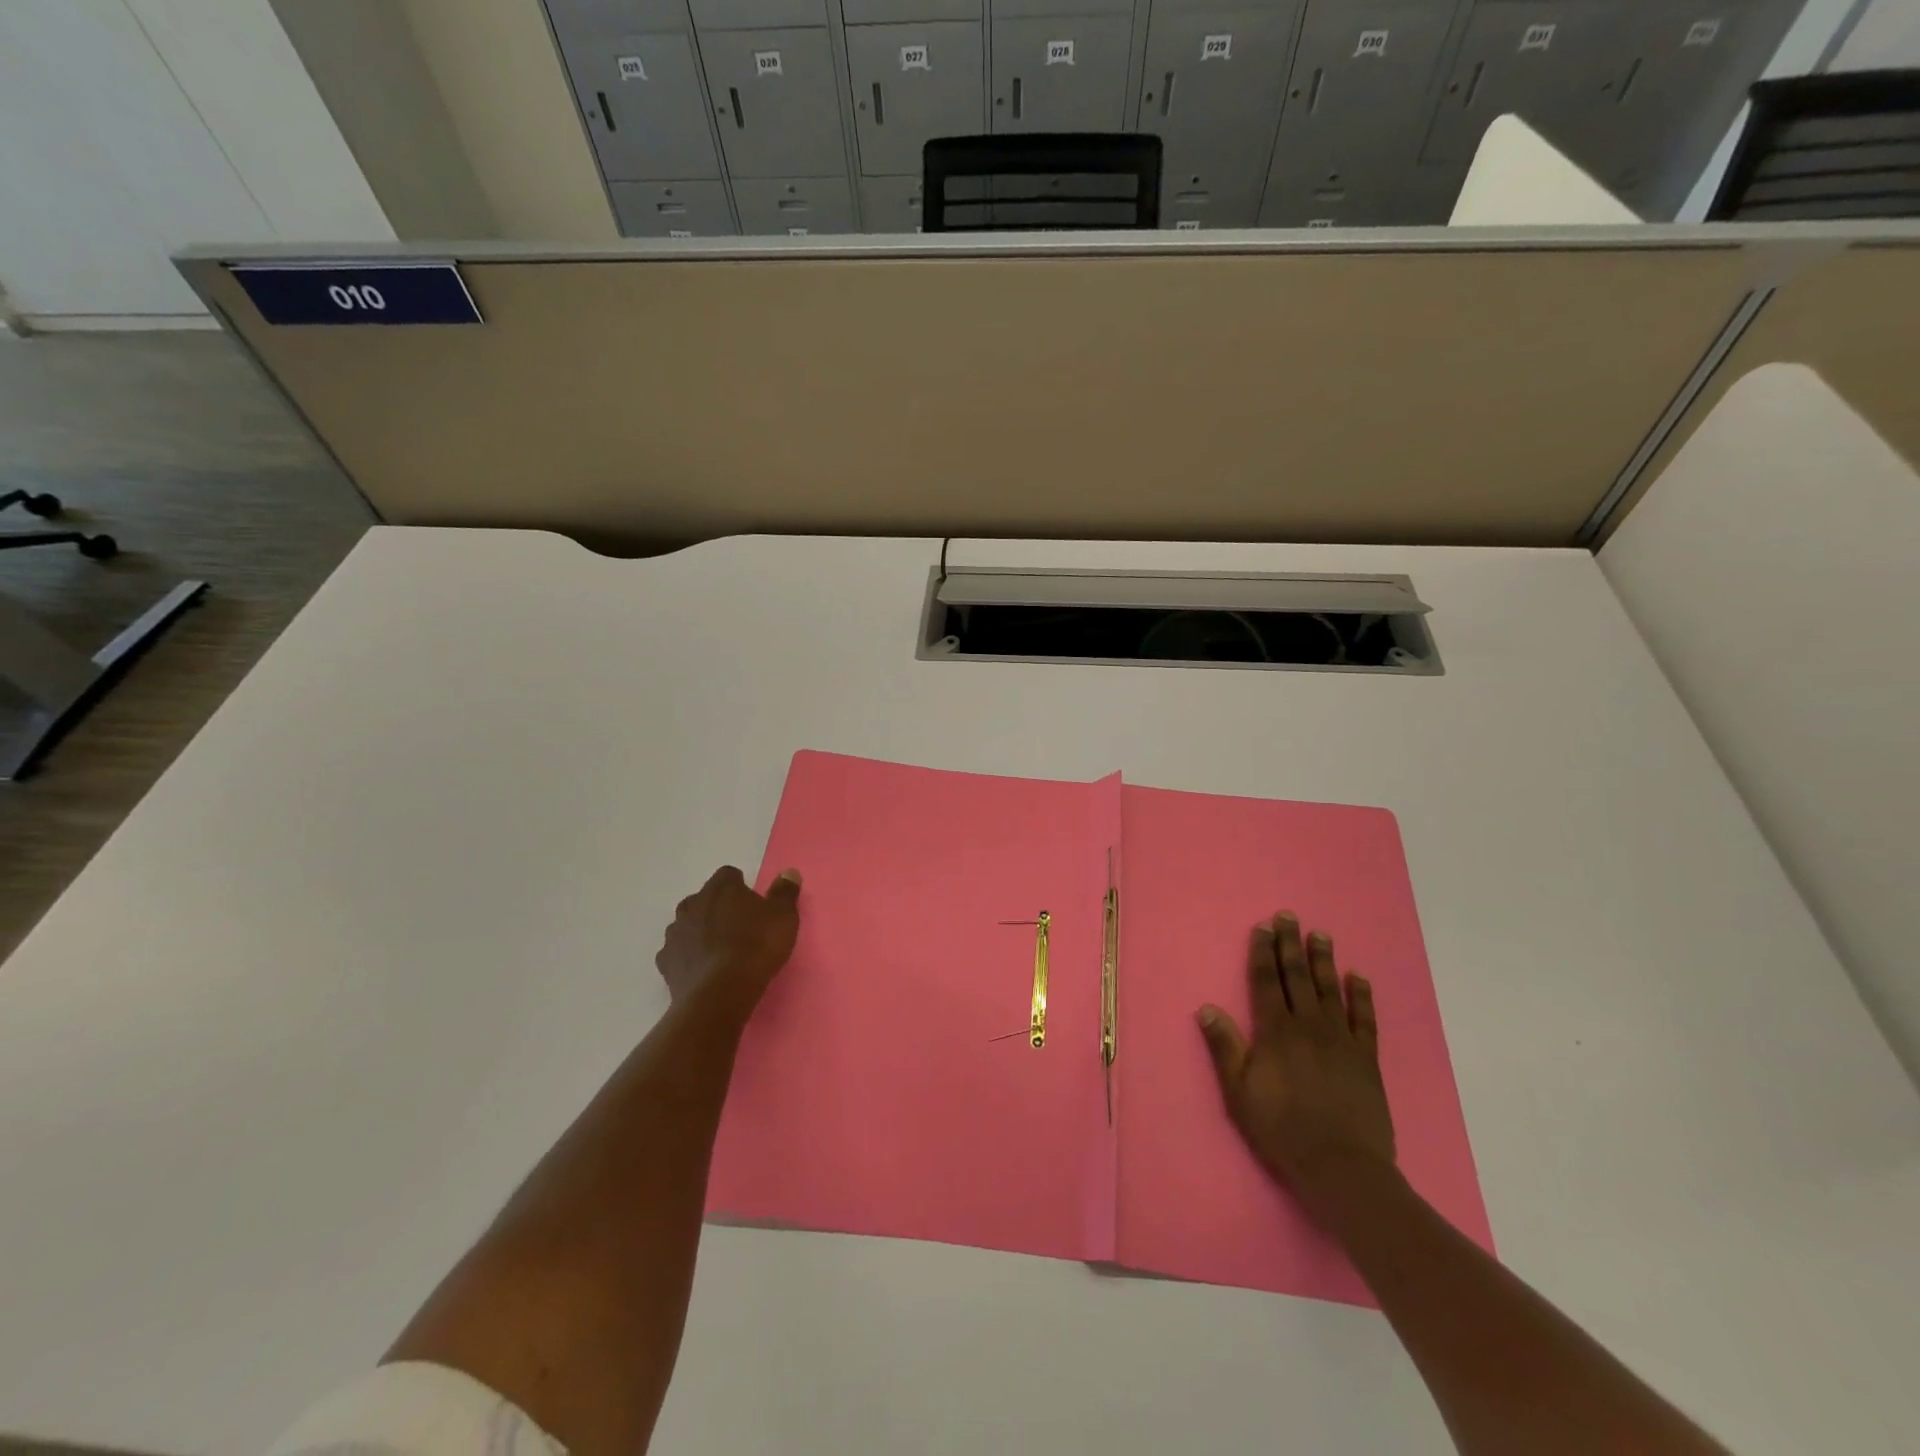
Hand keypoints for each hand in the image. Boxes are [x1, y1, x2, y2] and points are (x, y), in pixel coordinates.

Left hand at [655, 865, 801, 1009]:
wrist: (720, 994)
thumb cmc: (756, 947)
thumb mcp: (783, 917)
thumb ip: (785, 892)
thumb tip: (788, 872)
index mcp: (721, 888)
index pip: (728, 875)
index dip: (741, 887)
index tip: (753, 905)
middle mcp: (692, 904)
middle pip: (705, 899)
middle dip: (718, 908)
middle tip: (739, 928)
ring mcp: (675, 933)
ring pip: (689, 924)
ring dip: (701, 932)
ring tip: (721, 951)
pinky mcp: (665, 962)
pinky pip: (678, 952)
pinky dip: (689, 957)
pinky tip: (704, 970)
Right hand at [1196, 912, 1395, 1210]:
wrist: (1340, 1167)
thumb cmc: (1281, 1130)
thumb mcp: (1239, 1092)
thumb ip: (1225, 1047)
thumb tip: (1206, 1008)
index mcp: (1275, 1032)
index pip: (1266, 982)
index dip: (1262, 953)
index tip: (1263, 928)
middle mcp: (1307, 1026)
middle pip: (1297, 977)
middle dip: (1290, 945)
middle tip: (1289, 916)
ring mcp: (1340, 1040)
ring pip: (1330, 990)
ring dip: (1324, 960)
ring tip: (1321, 935)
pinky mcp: (1366, 1059)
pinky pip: (1364, 1019)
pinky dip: (1361, 996)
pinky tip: (1358, 977)